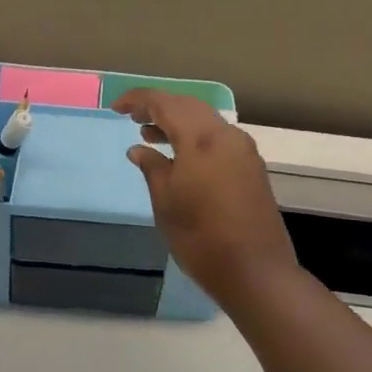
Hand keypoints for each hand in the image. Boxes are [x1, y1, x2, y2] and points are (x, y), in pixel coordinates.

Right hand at [111, 90, 297, 306]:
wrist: (255, 271)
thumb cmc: (201, 237)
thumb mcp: (166, 202)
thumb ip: (152, 168)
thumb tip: (139, 149)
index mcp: (201, 138)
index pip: (165, 103)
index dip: (138, 100)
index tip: (116, 107)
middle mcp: (225, 135)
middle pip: (188, 106)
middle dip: (159, 107)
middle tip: (132, 117)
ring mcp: (242, 150)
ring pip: (205, 121)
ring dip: (177, 122)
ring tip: (149, 135)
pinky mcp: (251, 167)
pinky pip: (218, 137)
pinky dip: (195, 136)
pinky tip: (179, 155)